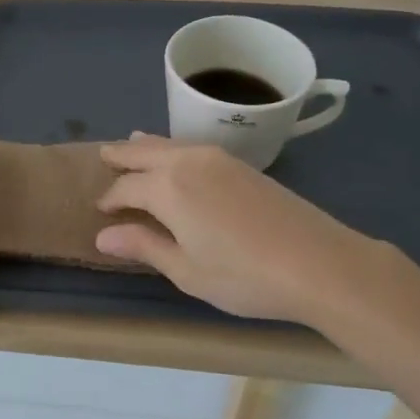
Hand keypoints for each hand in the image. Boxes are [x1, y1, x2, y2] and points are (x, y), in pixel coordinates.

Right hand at [94, 134, 395, 325]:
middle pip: (144, 151)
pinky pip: (191, 147)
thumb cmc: (244, 275)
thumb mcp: (187, 270)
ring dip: (147, 146)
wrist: (319, 263)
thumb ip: (144, 246)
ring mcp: (217, 158)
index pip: (126, 187)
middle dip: (121, 155)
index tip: (100, 211)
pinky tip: (176, 158)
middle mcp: (187, 161)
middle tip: (103, 156)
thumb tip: (103, 235)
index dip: (110, 199)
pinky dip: (172, 148)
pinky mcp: (241, 164)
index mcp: (167, 187)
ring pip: (170, 143)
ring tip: (132, 145)